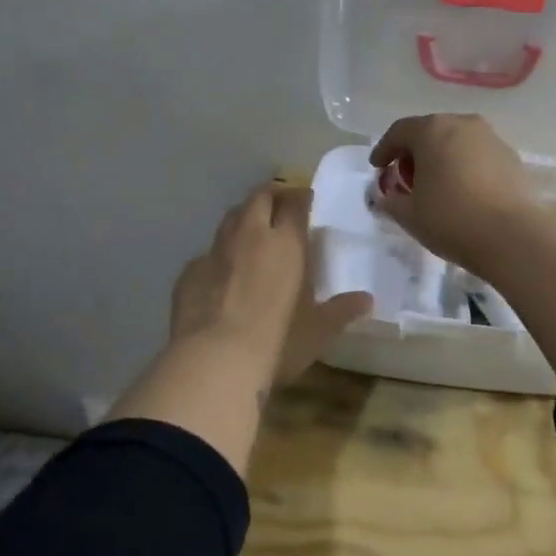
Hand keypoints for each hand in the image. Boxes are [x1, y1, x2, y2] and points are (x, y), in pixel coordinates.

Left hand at [170, 182, 371, 384]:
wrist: (214, 360)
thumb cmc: (278, 341)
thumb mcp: (318, 330)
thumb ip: (341, 310)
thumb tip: (367, 300)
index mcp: (285, 242)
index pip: (294, 203)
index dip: (301, 196)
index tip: (306, 199)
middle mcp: (249, 236)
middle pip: (258, 198)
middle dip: (271, 195)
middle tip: (280, 205)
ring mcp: (215, 251)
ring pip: (230, 218)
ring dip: (243, 218)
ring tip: (252, 231)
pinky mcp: (189, 272)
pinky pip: (207, 253)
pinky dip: (219, 255)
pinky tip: (223, 273)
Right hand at [369, 114, 539, 269]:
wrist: (512, 235)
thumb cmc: (451, 219)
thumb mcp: (408, 215)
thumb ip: (390, 200)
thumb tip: (386, 195)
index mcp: (432, 130)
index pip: (399, 131)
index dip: (384, 149)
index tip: (377, 167)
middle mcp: (462, 124)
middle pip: (430, 131)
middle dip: (414, 152)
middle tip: (406, 177)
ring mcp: (491, 138)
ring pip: (457, 142)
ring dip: (442, 158)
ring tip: (436, 185)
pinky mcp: (511, 156)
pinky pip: (478, 155)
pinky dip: (465, 166)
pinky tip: (464, 191)